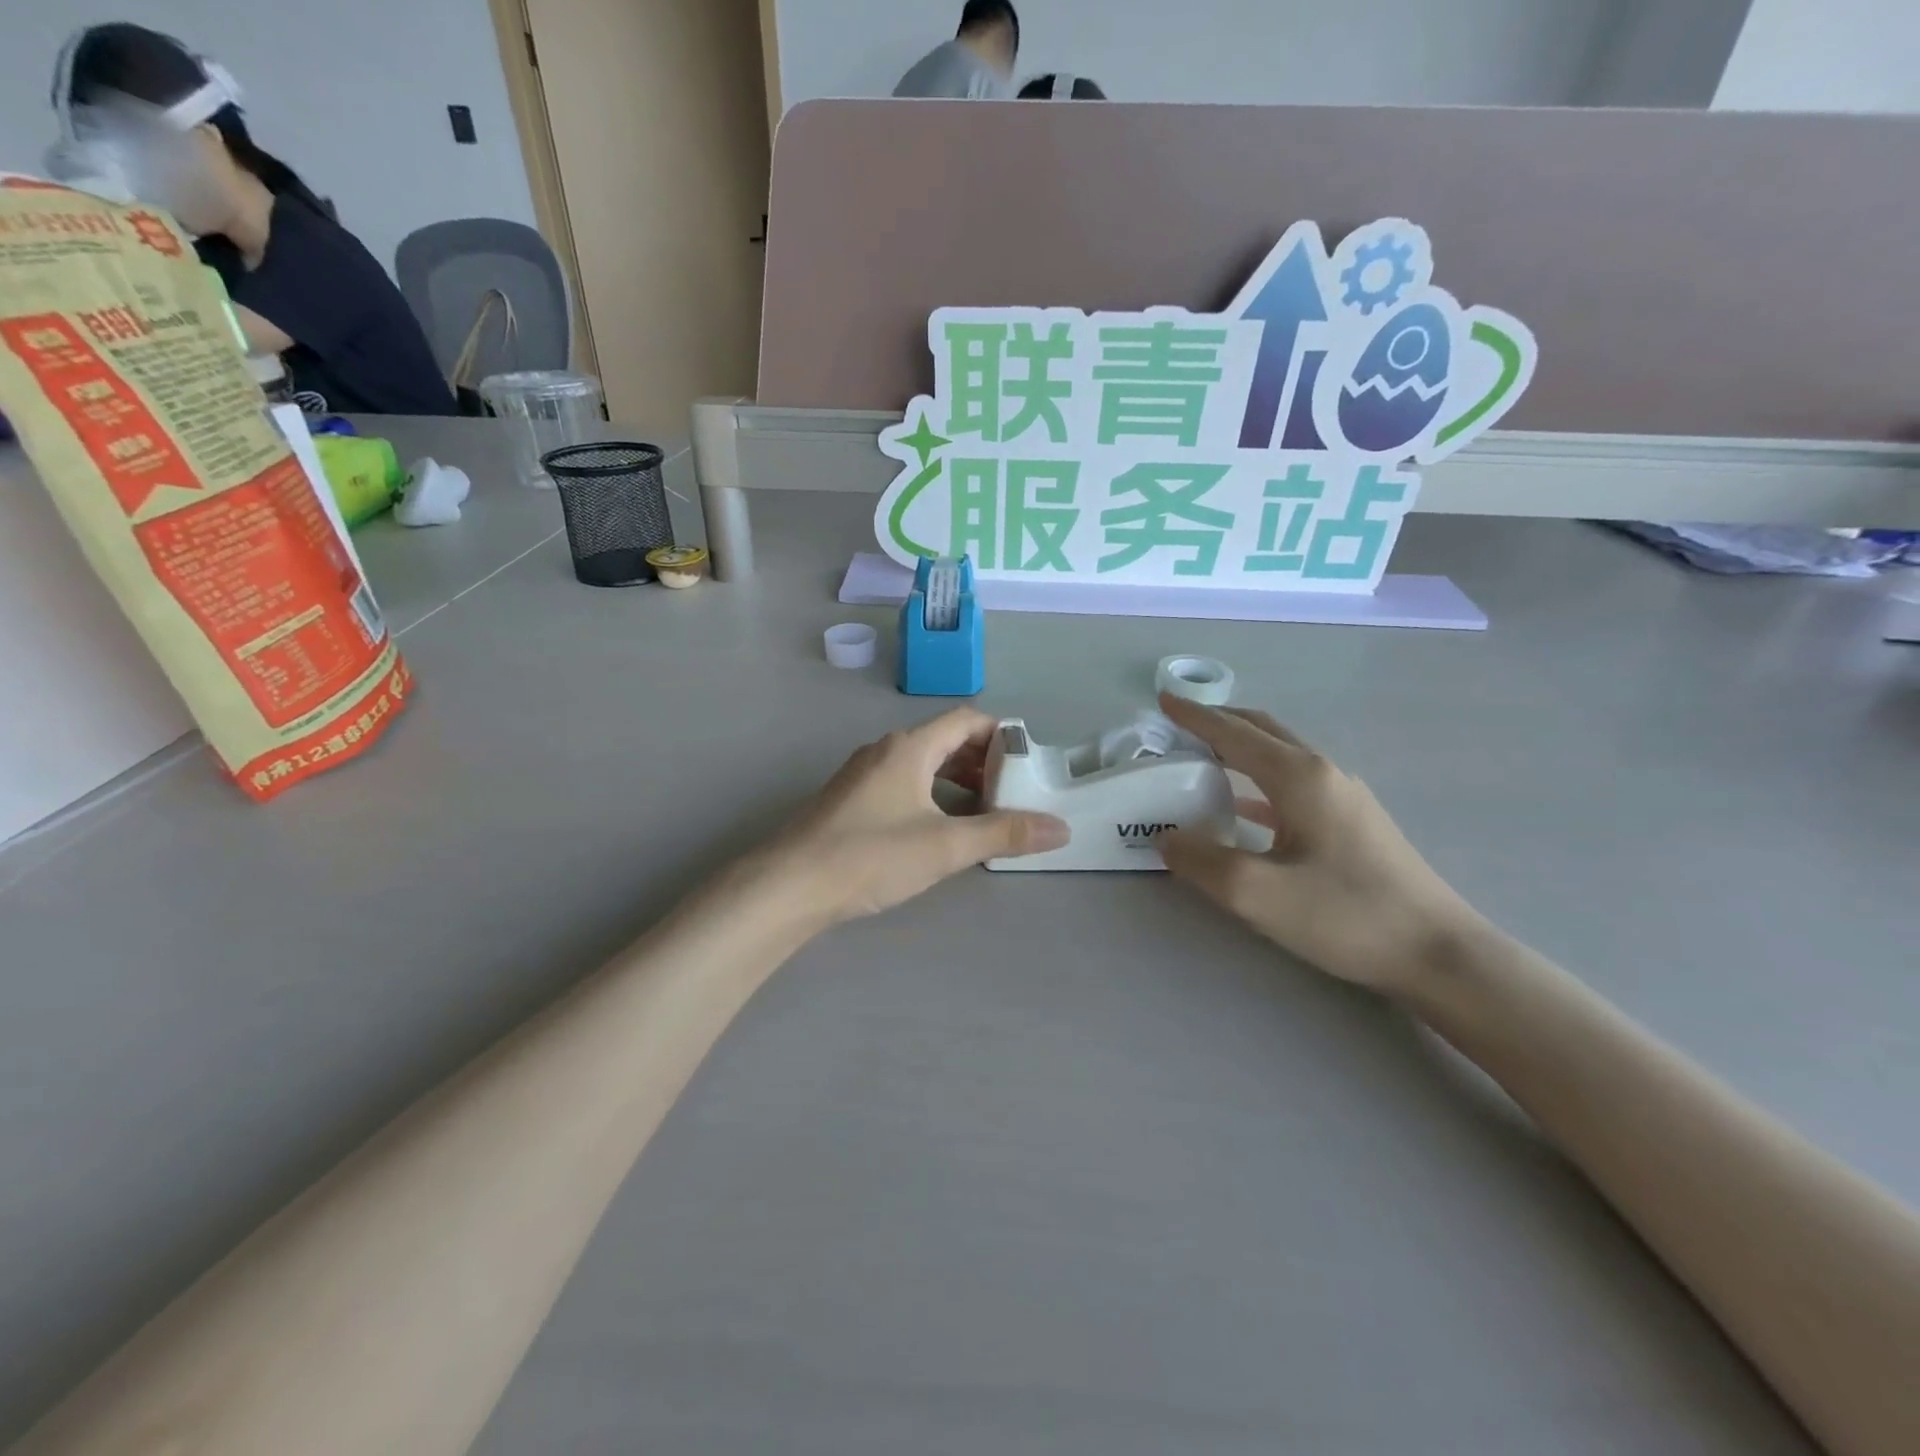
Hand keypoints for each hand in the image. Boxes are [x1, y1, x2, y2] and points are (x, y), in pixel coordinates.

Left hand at [758, 709, 1068, 927]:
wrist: (789, 885)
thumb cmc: (871, 855)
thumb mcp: (946, 845)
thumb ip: (1003, 834)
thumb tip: (1060, 829)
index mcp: (909, 748)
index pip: (966, 720)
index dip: (1001, 735)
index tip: (1027, 764)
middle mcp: (885, 751)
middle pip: (944, 741)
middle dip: (982, 763)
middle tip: (1011, 794)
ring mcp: (863, 775)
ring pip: (922, 765)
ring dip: (956, 782)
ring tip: (982, 815)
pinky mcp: (850, 800)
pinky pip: (902, 784)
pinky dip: (930, 796)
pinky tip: (938, 830)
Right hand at [1156, 695, 1479, 996]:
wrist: (1438, 953)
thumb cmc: (1346, 915)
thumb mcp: (1257, 893)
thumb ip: (1201, 861)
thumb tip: (1167, 836)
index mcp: (1299, 777)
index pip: (1234, 733)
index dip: (1195, 716)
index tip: (1162, 700)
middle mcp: (1323, 774)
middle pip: (1262, 732)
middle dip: (1218, 721)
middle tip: (1178, 724)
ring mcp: (1344, 797)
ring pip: (1280, 756)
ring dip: (1239, 748)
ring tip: (1202, 756)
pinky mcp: (1353, 822)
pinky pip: (1293, 786)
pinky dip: (1258, 782)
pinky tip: (1242, 807)